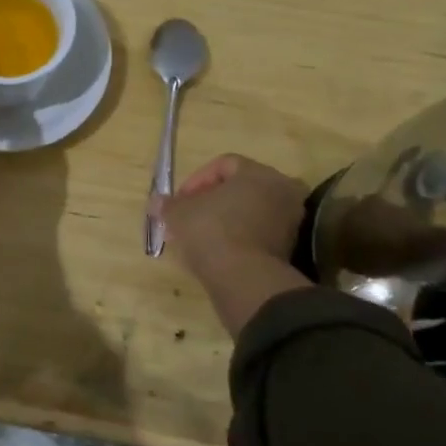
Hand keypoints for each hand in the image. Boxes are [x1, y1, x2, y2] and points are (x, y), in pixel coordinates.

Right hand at [159, 156, 311, 332]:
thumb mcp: (179, 214)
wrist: (244, 280)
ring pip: (249, 213)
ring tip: (198, 239)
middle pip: (239, 189)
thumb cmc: (211, 232)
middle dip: (210, 202)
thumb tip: (156, 202)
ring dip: (224, 221)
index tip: (179, 200)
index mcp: (258, 173)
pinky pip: (258, 235)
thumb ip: (168, 204)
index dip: (196, 180)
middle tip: (187, 218)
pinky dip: (238, 239)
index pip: (224, 164)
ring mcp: (290, 222)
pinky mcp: (290, 249)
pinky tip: (217, 253)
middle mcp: (280, 191)